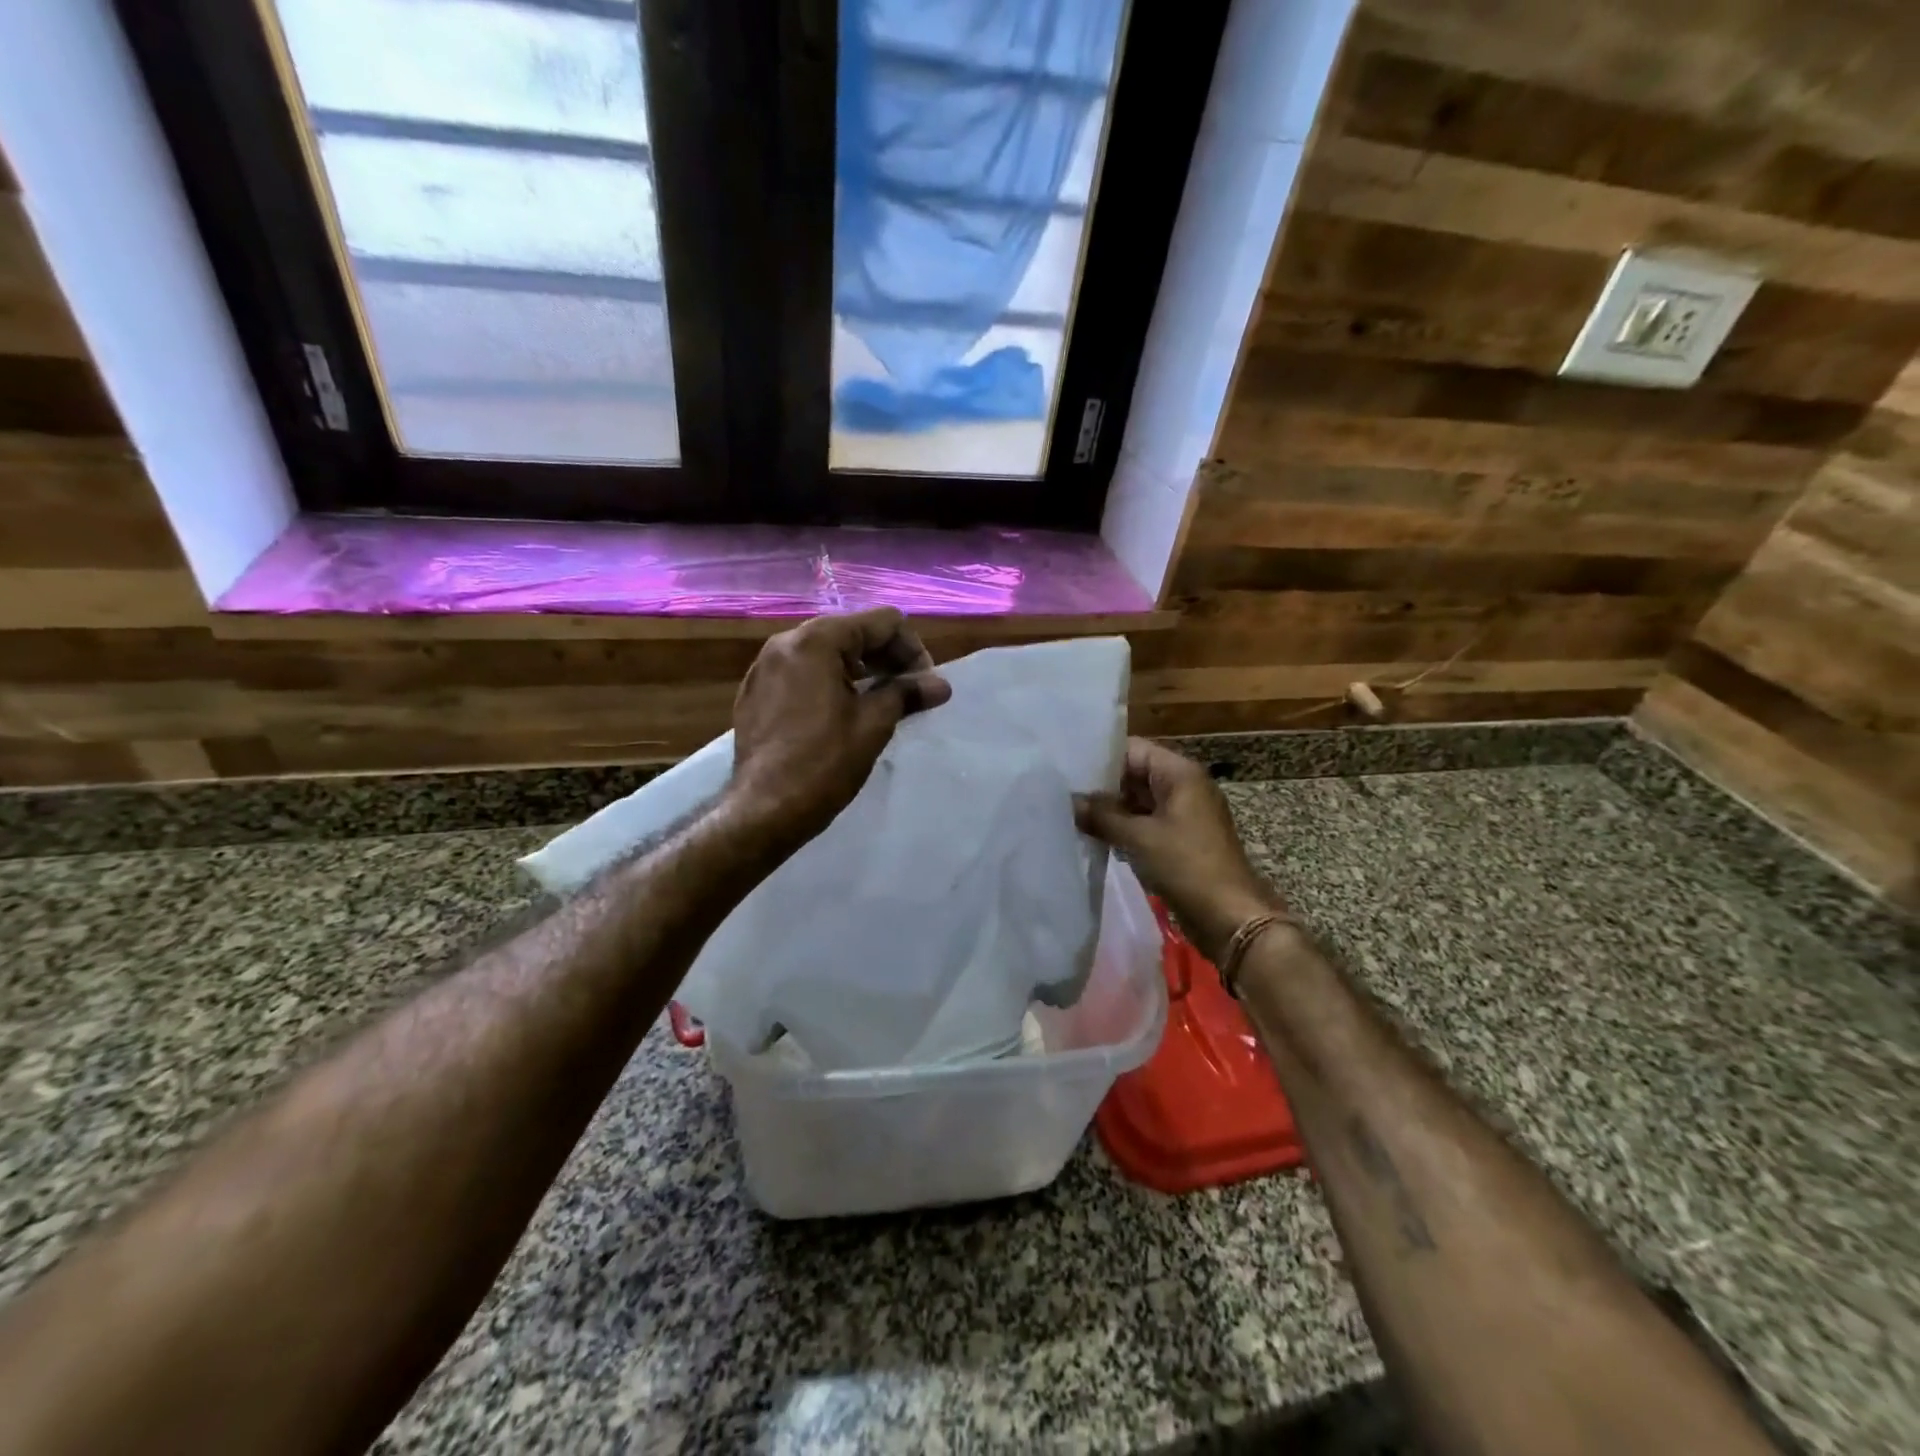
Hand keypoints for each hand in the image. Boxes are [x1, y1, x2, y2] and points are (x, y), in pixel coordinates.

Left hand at [724, 608, 951, 849]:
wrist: (764, 810)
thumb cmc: (824, 763)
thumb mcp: (874, 724)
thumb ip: (907, 693)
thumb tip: (940, 685)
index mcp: (816, 640)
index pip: (881, 622)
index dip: (912, 649)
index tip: (925, 683)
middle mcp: (785, 642)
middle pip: (851, 632)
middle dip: (886, 657)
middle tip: (909, 691)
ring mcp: (764, 667)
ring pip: (825, 652)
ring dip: (860, 670)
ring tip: (881, 701)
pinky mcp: (755, 692)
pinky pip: (801, 673)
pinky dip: (829, 682)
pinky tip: (842, 713)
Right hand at [1074, 739, 1283, 962]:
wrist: (1230, 917)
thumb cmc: (1187, 866)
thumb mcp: (1138, 837)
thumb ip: (1102, 815)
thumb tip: (1071, 801)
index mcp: (1180, 773)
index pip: (1132, 749)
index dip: (1099, 758)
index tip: (1065, 769)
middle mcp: (1184, 786)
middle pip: (1134, 773)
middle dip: (1100, 786)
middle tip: (1060, 794)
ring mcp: (1183, 814)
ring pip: (1138, 801)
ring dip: (1109, 810)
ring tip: (1069, 814)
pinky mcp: (1180, 839)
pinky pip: (1146, 823)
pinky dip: (1123, 828)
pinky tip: (1093, 836)